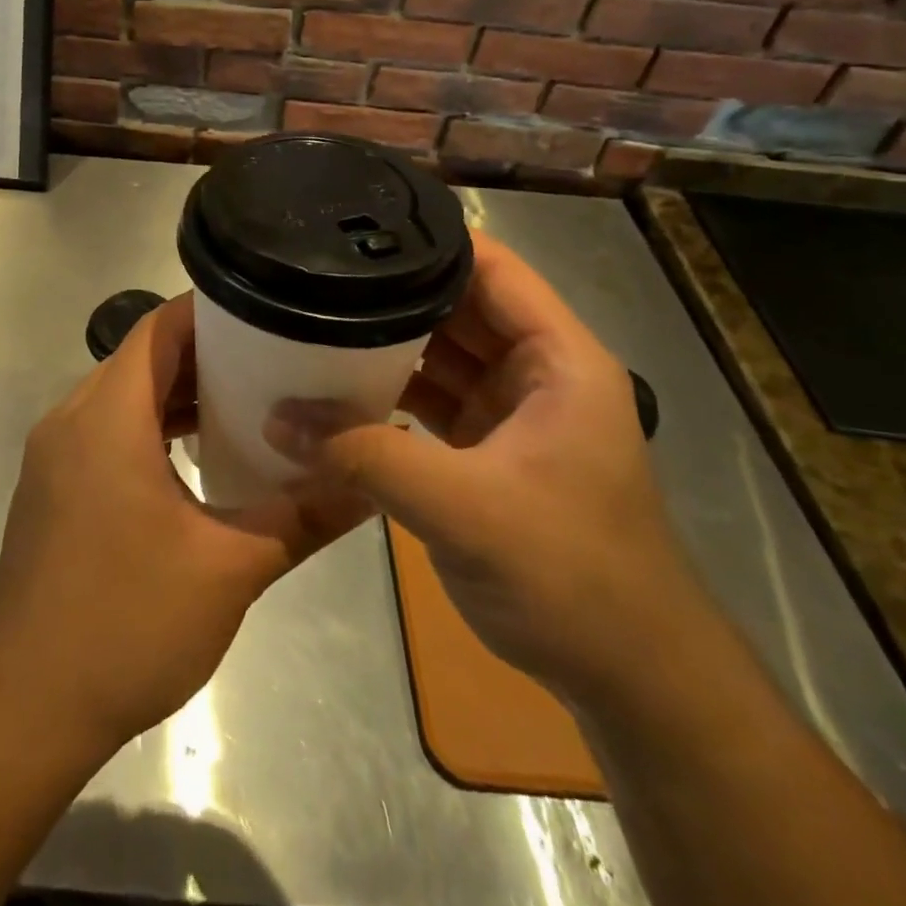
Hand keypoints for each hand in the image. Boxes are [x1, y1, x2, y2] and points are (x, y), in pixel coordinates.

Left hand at [0, 293, 369, 753]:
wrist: (26, 705)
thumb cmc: (126, 622)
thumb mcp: (229, 568)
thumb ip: (303, 516)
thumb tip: (368, 481)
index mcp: (106, 416)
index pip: (158, 329)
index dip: (211, 313)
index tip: (268, 315)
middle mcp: (71, 419)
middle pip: (141, 358)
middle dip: (204, 354)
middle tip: (273, 360)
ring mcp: (54, 455)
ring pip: (122, 396)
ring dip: (177, 394)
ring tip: (246, 404)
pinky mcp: (51, 488)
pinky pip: (105, 430)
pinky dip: (150, 427)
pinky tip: (195, 458)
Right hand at [271, 231, 709, 705]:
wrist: (629, 677)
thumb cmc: (571, 575)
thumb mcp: (464, 509)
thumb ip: (367, 457)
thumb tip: (277, 419)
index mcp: (558, 359)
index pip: (492, 268)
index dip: (431, 240)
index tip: (356, 228)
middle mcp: (536, 373)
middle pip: (458, 307)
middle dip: (392, 291)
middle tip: (314, 273)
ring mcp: (510, 413)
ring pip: (439, 354)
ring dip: (385, 344)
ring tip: (311, 319)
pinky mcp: (486, 451)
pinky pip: (429, 400)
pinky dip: (388, 393)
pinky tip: (335, 389)